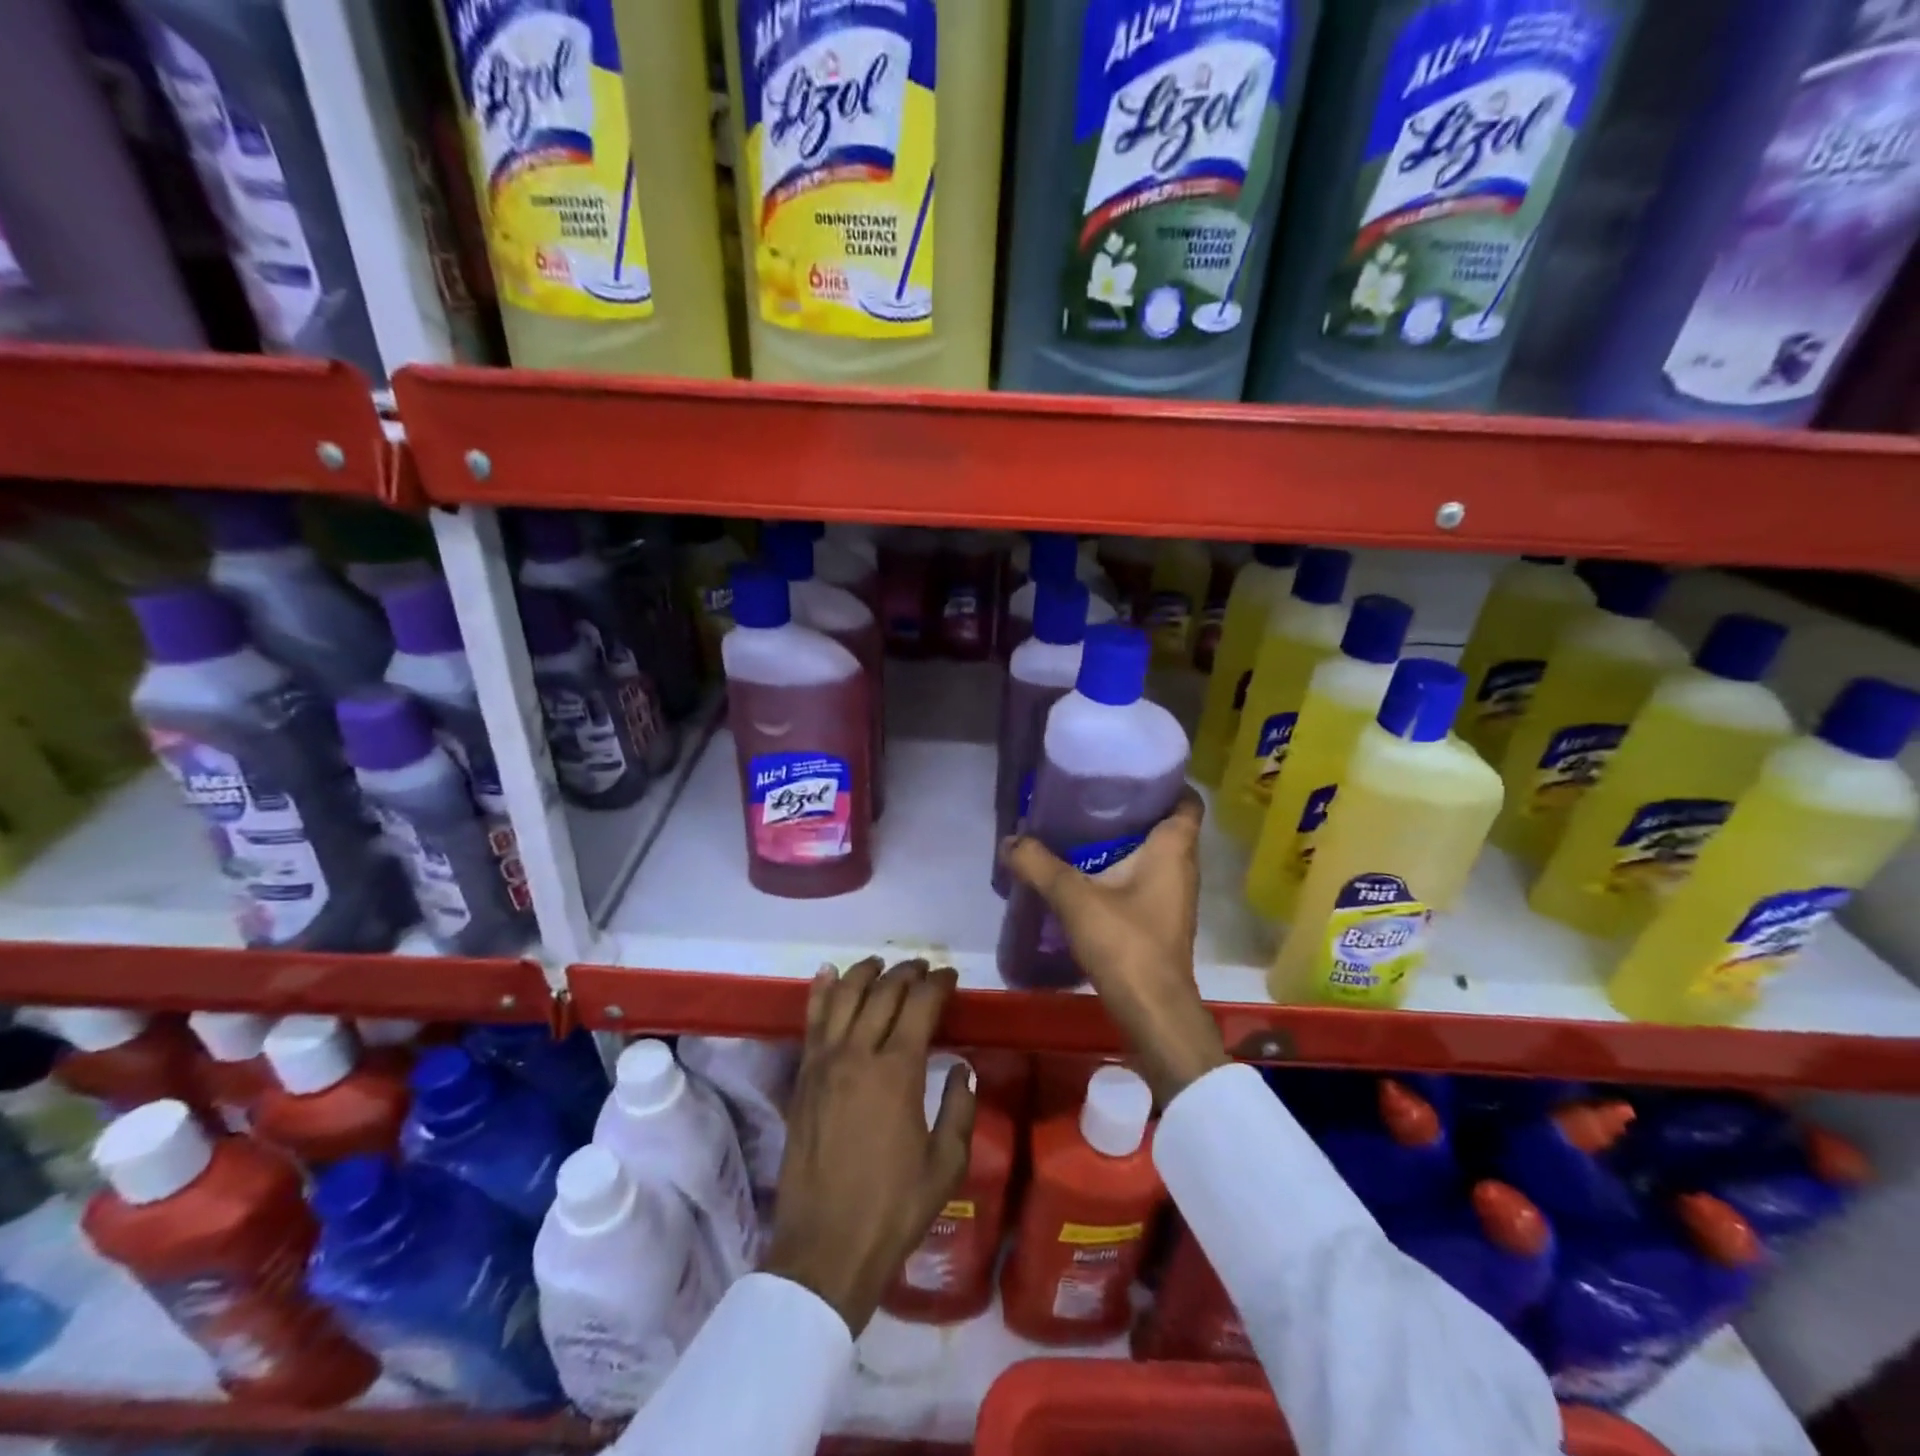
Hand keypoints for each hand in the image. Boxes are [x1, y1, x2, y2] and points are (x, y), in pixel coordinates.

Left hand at [762, 956, 974, 1335]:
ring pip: (845, 997)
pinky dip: (822, 991)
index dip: (938, 984)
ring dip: (866, 973)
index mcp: (898, 1071)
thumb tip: (962, 1067)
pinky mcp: (802, 1078)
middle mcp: (858, 1054)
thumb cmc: (894, 1209)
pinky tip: (829, 973)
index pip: (920, 1005)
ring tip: (882, 964)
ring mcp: (824, 1063)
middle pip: (883, 993)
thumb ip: (959, 1108)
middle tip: (924, 969)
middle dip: (907, 973)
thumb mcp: (946, 1164)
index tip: (950, 976)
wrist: (825, 1249)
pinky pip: (812, 1021)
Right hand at [1001, 789, 1226, 1103]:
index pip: (1186, 800)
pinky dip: (1121, 867)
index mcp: (1174, 849)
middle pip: (1164, 823)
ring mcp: (1174, 895)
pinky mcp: (1161, 918)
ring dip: (1124, 839)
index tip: (1129, 771)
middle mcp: (1181, 867)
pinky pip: (1144, 877)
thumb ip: (1040, 866)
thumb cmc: (1126, 944)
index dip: (1164, 781)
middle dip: (1132, 807)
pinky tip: (1086, 870)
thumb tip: (1010, 841)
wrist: (1153, 1012)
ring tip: (1083, 826)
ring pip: (1153, 852)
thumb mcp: (1074, 899)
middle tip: (1092, 794)